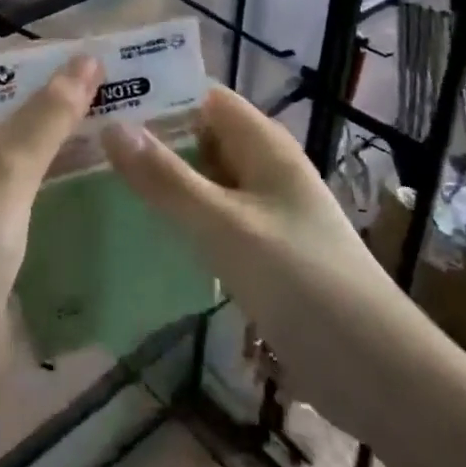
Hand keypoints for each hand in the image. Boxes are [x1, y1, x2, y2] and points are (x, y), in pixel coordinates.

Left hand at [0, 56, 103, 371]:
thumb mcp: (9, 164)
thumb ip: (51, 110)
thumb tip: (89, 57)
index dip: (42, 63)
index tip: (97, 62)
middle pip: (9, 108)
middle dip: (59, 102)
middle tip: (121, 94)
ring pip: (19, 149)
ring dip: (61, 140)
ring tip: (121, 128)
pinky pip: (21, 187)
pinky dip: (53, 177)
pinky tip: (97, 174)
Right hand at [100, 85, 404, 426]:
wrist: (379, 375)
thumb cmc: (304, 284)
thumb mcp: (226, 227)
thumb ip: (167, 179)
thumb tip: (113, 125)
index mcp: (264, 145)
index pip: (204, 97)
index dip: (158, 92)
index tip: (102, 99)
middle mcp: (263, 169)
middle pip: (200, 136)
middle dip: (151, 137)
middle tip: (86, 144)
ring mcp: (263, 213)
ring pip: (203, 180)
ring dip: (161, 178)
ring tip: (99, 181)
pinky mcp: (261, 253)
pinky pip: (211, 219)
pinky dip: (179, 217)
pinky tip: (141, 231)